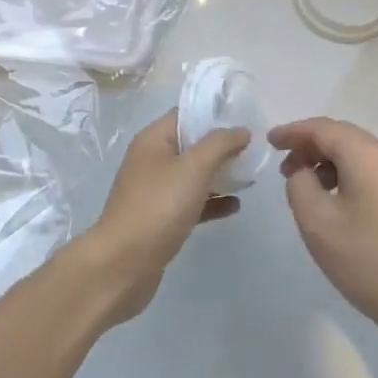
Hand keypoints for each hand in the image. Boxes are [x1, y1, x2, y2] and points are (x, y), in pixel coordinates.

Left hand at [75, 111, 248, 326]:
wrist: (124, 264)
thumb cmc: (158, 206)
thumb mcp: (193, 167)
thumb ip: (220, 144)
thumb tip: (241, 130)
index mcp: (153, 140)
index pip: (186, 114)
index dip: (214, 114)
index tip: (245, 118)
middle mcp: (151, 160)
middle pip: (191, 144)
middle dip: (221, 146)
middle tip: (254, 149)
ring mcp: (154, 191)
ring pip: (192, 175)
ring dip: (219, 174)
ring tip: (250, 176)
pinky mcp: (160, 219)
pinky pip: (191, 202)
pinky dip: (212, 201)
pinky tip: (235, 206)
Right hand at [269, 117, 377, 349]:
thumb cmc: (366, 259)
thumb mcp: (316, 221)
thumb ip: (299, 184)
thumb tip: (303, 172)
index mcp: (366, 155)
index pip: (323, 129)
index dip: (293, 132)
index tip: (268, 142)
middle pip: (342, 136)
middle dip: (309, 145)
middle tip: (282, 165)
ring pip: (356, 155)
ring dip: (326, 162)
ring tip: (303, 185)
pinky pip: (368, 172)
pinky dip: (344, 175)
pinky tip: (331, 201)